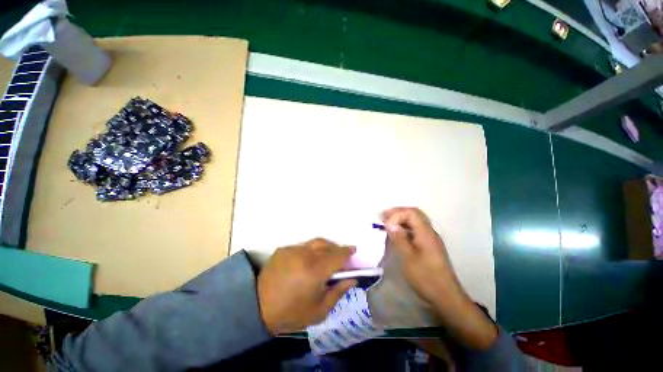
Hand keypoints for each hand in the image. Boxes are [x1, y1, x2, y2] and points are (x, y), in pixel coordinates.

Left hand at [257, 238, 356, 334]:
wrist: (259, 307)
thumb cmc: (292, 312)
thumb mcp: (320, 310)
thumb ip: (338, 292)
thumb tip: (352, 279)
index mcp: (315, 271)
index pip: (337, 256)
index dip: (347, 252)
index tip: (353, 250)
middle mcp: (305, 255)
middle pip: (327, 245)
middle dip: (336, 249)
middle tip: (341, 256)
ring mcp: (293, 250)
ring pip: (315, 243)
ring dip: (324, 247)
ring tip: (326, 256)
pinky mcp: (283, 249)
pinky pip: (302, 246)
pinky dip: (310, 251)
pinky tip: (308, 261)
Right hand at [382, 207, 497, 349]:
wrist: (445, 296)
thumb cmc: (425, 276)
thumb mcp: (408, 257)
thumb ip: (398, 238)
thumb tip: (389, 223)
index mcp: (426, 232)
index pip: (411, 213)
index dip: (396, 214)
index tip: (384, 222)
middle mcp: (429, 232)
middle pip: (414, 214)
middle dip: (398, 213)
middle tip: (384, 217)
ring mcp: (430, 238)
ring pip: (415, 221)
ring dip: (401, 219)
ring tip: (388, 224)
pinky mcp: (429, 246)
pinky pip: (416, 230)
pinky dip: (405, 228)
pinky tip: (398, 235)